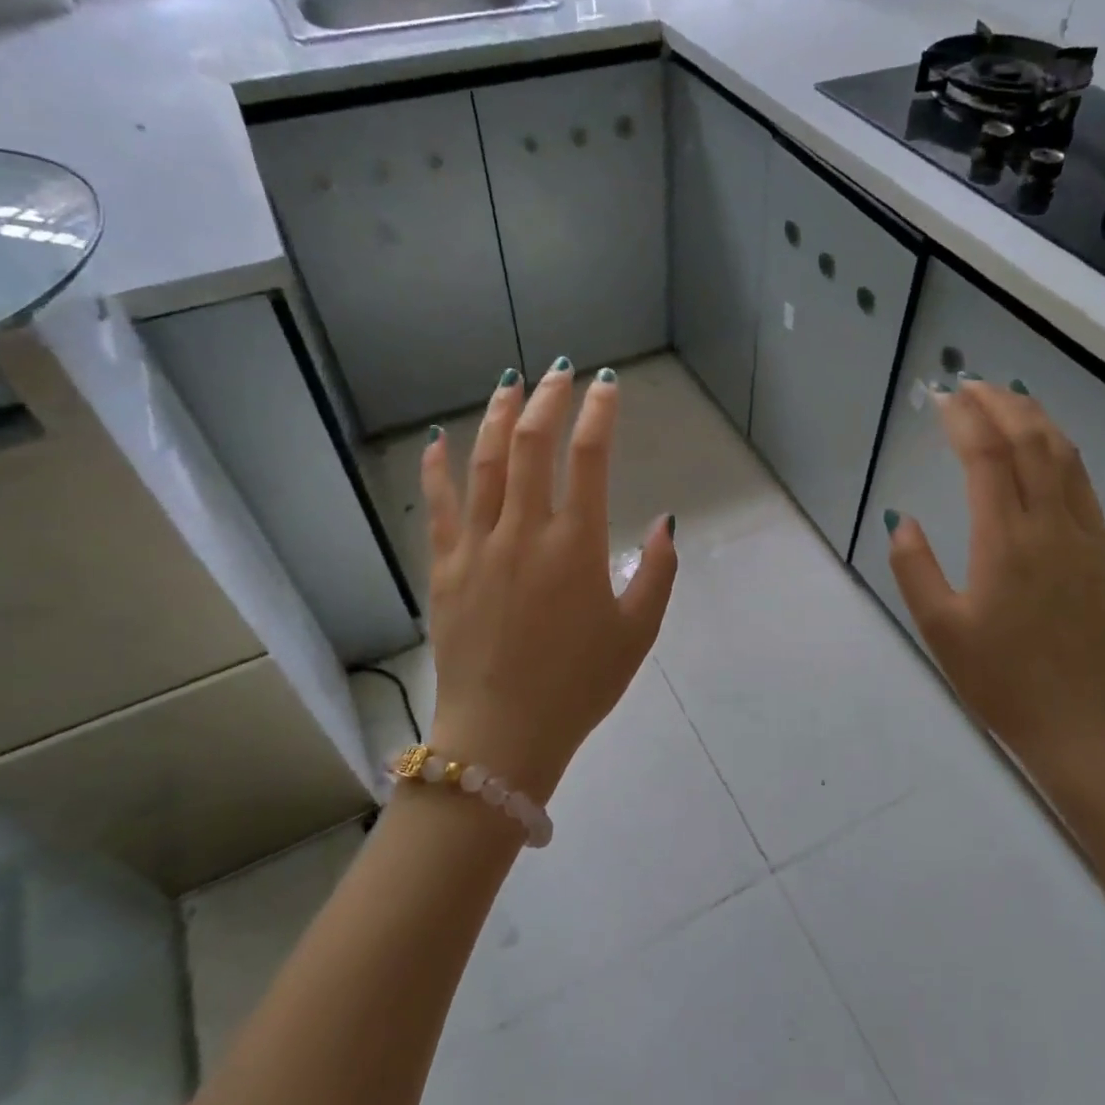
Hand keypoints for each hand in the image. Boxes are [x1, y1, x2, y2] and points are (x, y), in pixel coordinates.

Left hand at [420, 360, 676, 802]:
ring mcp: (478, 545)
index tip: (606, 385)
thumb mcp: (637, 633)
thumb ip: (658, 572)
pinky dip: (438, 467)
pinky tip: (439, 439)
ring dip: (499, 416)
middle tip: (559, 371)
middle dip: (549, 398)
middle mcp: (525, 531)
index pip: (591, 458)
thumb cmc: (579, 685)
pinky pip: (439, 505)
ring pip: (486, 462)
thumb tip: (665, 523)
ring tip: (509, 383)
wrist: (502, 734)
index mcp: (576, 546)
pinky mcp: (446, 566)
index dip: (600, 412)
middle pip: (534, 444)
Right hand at [885, 380, 1104, 775]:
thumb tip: (902, 520)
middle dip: (1000, 404)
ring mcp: (1084, 537)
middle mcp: (1050, 526)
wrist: (1085, 725)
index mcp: (1005, 542)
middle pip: (1031, 442)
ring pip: (1064, 456)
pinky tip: (1047, 447)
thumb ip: (914, 568)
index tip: (942, 397)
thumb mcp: (940, 630)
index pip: (987, 458)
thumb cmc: (1002, 681)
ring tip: (1007, 399)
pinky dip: (1061, 449)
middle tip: (970, 385)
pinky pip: (1082, 483)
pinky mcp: (1101, 553)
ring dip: (1035, 418)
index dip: (964, 420)